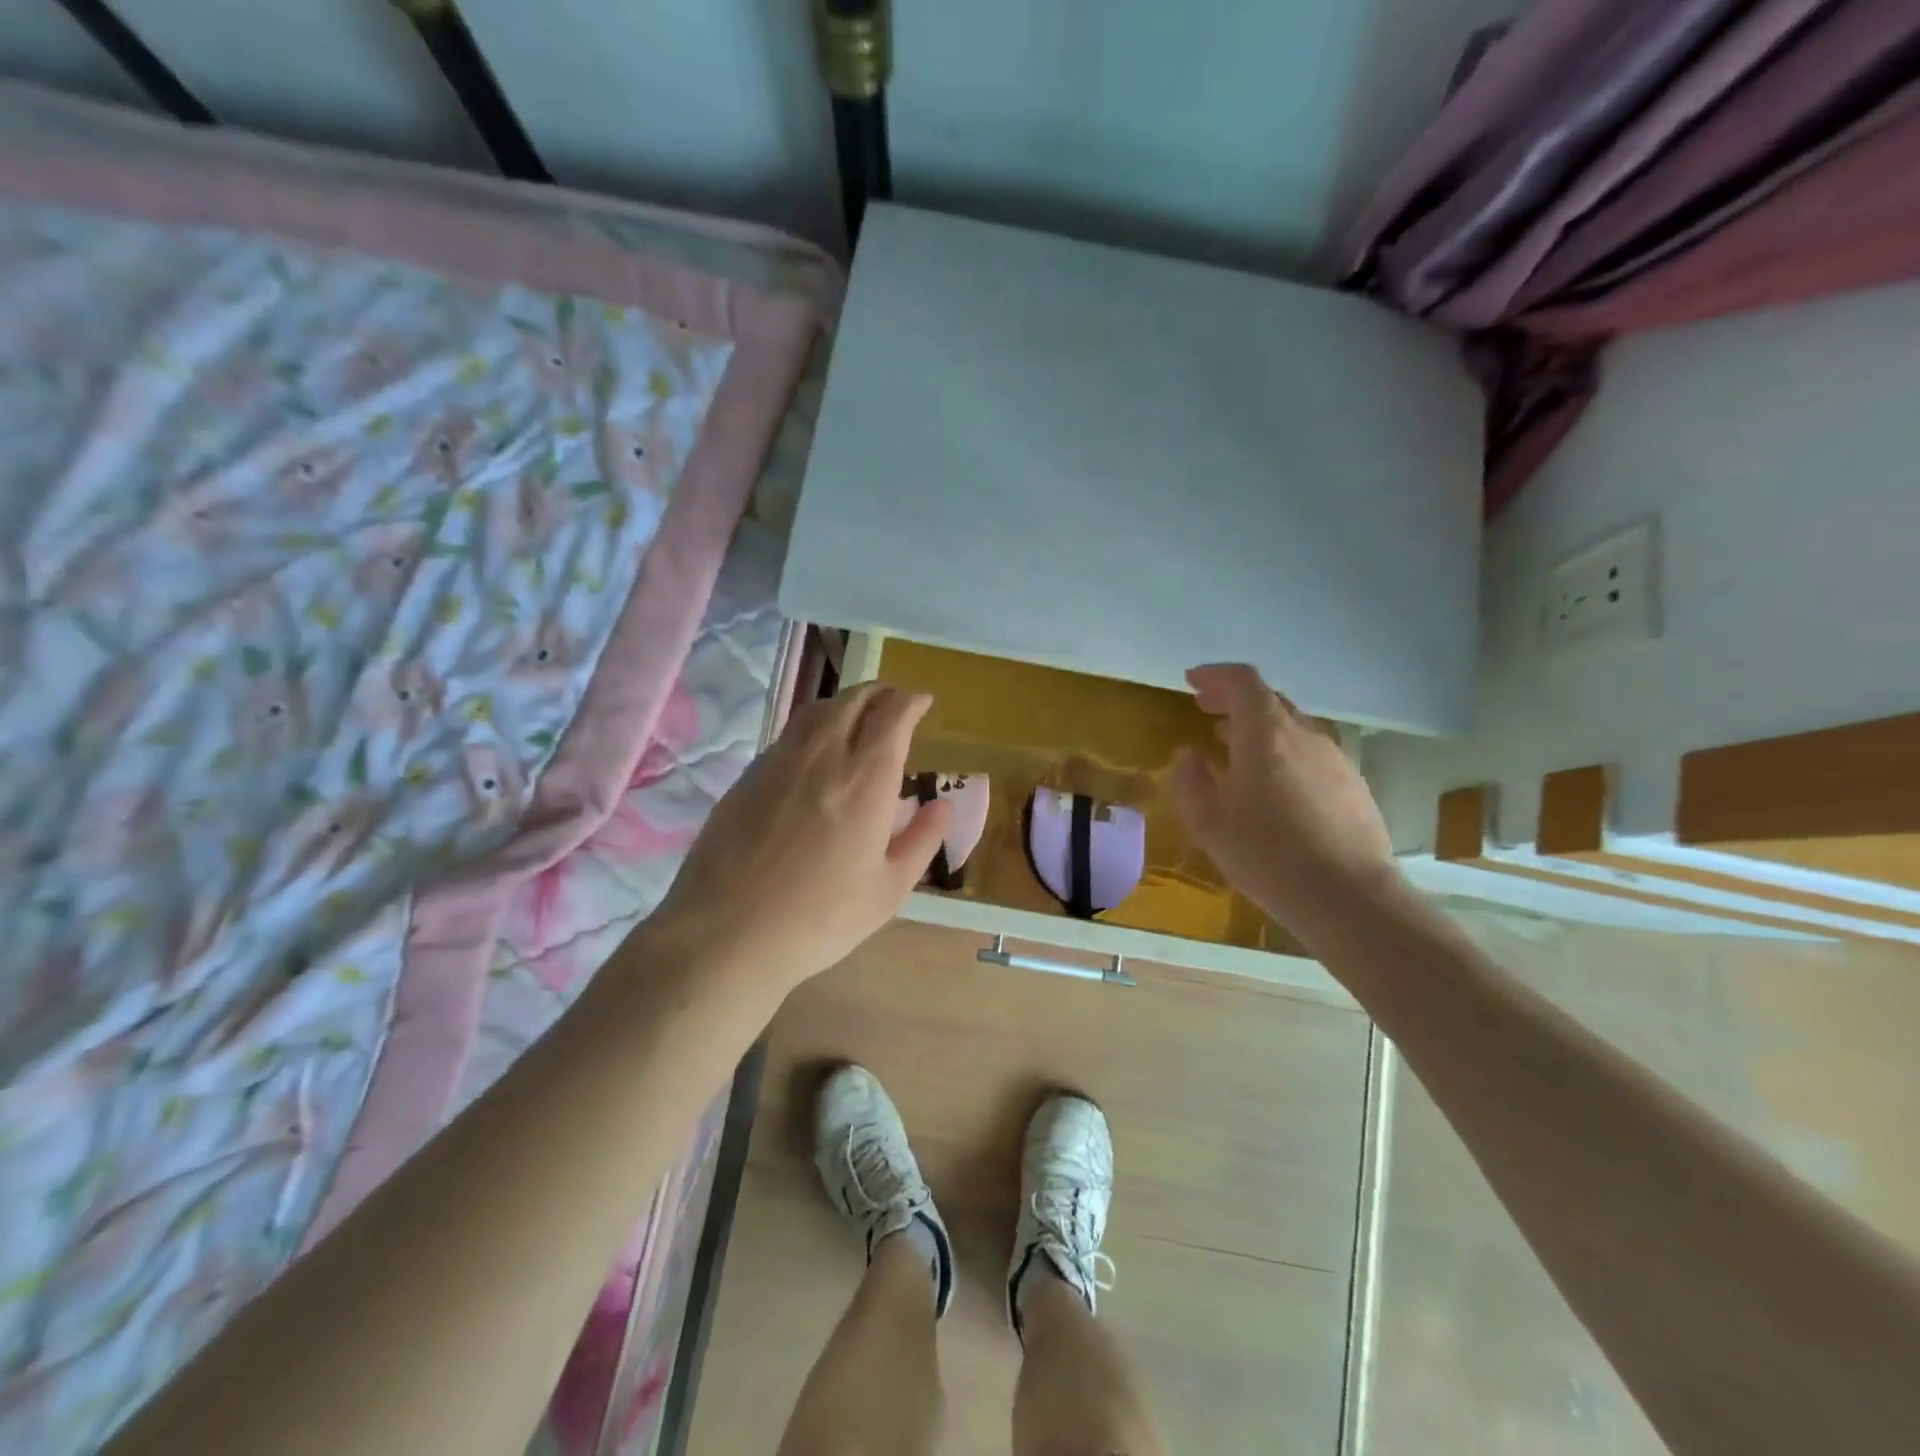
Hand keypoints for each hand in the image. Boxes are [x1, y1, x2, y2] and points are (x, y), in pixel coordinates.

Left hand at [648, 683, 951, 995]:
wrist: (727, 931)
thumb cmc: (820, 918)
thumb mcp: (888, 890)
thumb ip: (922, 840)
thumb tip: (944, 804)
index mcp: (866, 780)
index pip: (893, 717)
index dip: (911, 702)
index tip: (923, 702)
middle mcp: (824, 756)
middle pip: (854, 700)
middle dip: (880, 692)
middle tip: (894, 700)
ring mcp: (780, 761)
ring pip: (818, 710)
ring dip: (845, 702)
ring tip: (858, 714)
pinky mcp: (749, 775)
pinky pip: (790, 733)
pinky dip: (814, 725)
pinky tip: (816, 749)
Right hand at [1168, 663, 1397, 928]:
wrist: (1349, 897)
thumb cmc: (1268, 855)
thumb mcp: (1209, 823)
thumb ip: (1190, 781)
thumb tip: (1189, 756)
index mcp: (1266, 733)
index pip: (1242, 681)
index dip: (1214, 676)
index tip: (1192, 683)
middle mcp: (1304, 734)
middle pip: (1269, 700)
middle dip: (1234, 700)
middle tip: (1206, 711)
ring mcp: (1334, 758)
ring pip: (1291, 727)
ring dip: (1259, 729)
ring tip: (1233, 749)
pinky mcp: (1352, 784)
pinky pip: (1309, 754)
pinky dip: (1283, 753)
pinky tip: (1273, 786)